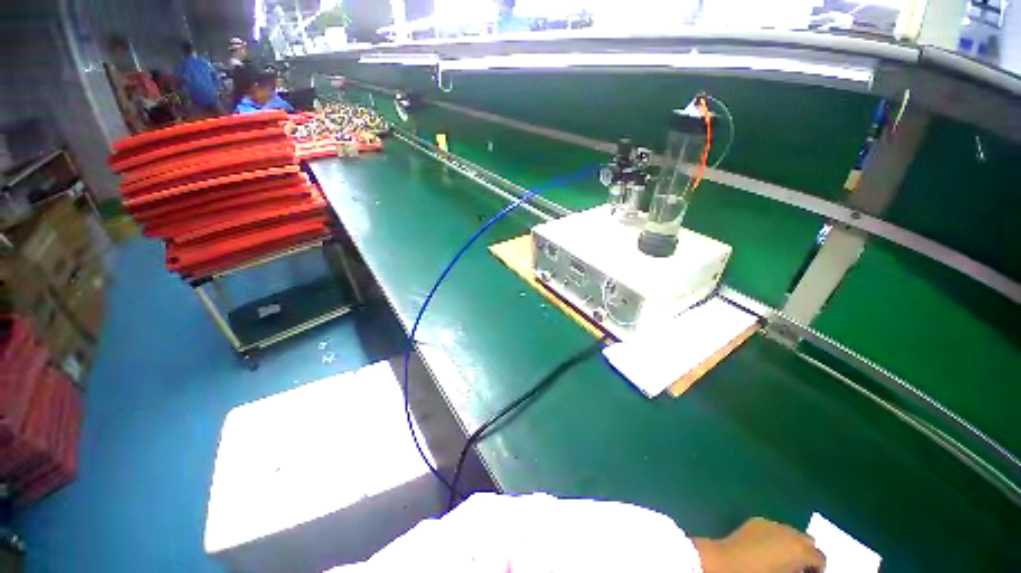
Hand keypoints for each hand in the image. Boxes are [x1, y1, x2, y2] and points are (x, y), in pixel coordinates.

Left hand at [693, 517, 825, 572]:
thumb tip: (804, 570)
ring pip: (790, 532)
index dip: (816, 569)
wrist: (728, 563)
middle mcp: (789, 532)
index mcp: (801, 549)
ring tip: (781, 559)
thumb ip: (802, 571)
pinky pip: (773, 528)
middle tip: (797, 568)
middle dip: (806, 553)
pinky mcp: (756, 521)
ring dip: (790, 544)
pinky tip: (766, 549)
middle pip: (807, 541)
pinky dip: (775, 537)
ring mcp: (771, 523)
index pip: (821, 558)